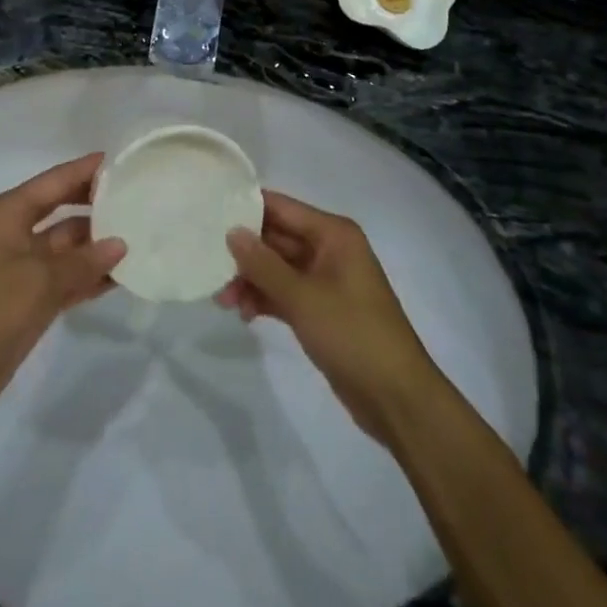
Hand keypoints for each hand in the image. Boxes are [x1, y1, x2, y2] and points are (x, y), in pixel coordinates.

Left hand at [0, 154, 124, 426]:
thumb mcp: (39, 280)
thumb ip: (83, 261)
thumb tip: (120, 244)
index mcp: (9, 213)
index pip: (56, 180)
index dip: (87, 170)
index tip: (123, 161)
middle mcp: (16, 233)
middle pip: (64, 210)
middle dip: (97, 206)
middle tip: (139, 200)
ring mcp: (23, 268)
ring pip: (69, 247)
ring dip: (99, 247)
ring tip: (141, 240)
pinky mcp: (29, 300)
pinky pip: (66, 278)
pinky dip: (89, 277)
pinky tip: (122, 277)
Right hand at [217, 190, 441, 445]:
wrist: (397, 398)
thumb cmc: (353, 334)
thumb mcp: (303, 297)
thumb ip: (264, 264)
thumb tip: (232, 231)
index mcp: (333, 234)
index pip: (282, 208)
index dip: (247, 208)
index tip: (209, 212)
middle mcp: (329, 249)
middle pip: (277, 238)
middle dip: (244, 252)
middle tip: (209, 264)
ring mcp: (326, 281)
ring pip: (278, 268)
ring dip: (251, 280)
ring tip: (223, 300)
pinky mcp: (322, 310)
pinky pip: (285, 292)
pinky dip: (265, 299)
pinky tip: (243, 313)